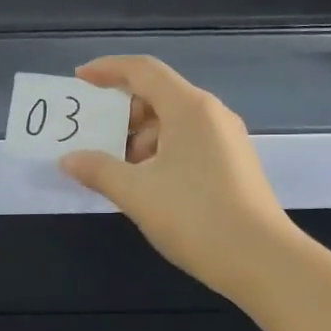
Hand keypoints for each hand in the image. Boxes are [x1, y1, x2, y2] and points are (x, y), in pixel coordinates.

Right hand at [59, 55, 297, 304]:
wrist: (262, 261)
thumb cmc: (195, 216)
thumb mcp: (136, 193)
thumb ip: (97, 170)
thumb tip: (68, 159)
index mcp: (189, 109)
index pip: (143, 70)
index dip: (107, 69)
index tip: (78, 79)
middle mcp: (210, 115)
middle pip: (157, 95)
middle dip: (119, 112)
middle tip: (90, 135)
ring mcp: (225, 140)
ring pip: (171, 123)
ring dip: (136, 138)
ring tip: (112, 168)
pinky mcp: (230, 165)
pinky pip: (185, 143)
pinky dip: (157, 153)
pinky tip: (142, 183)